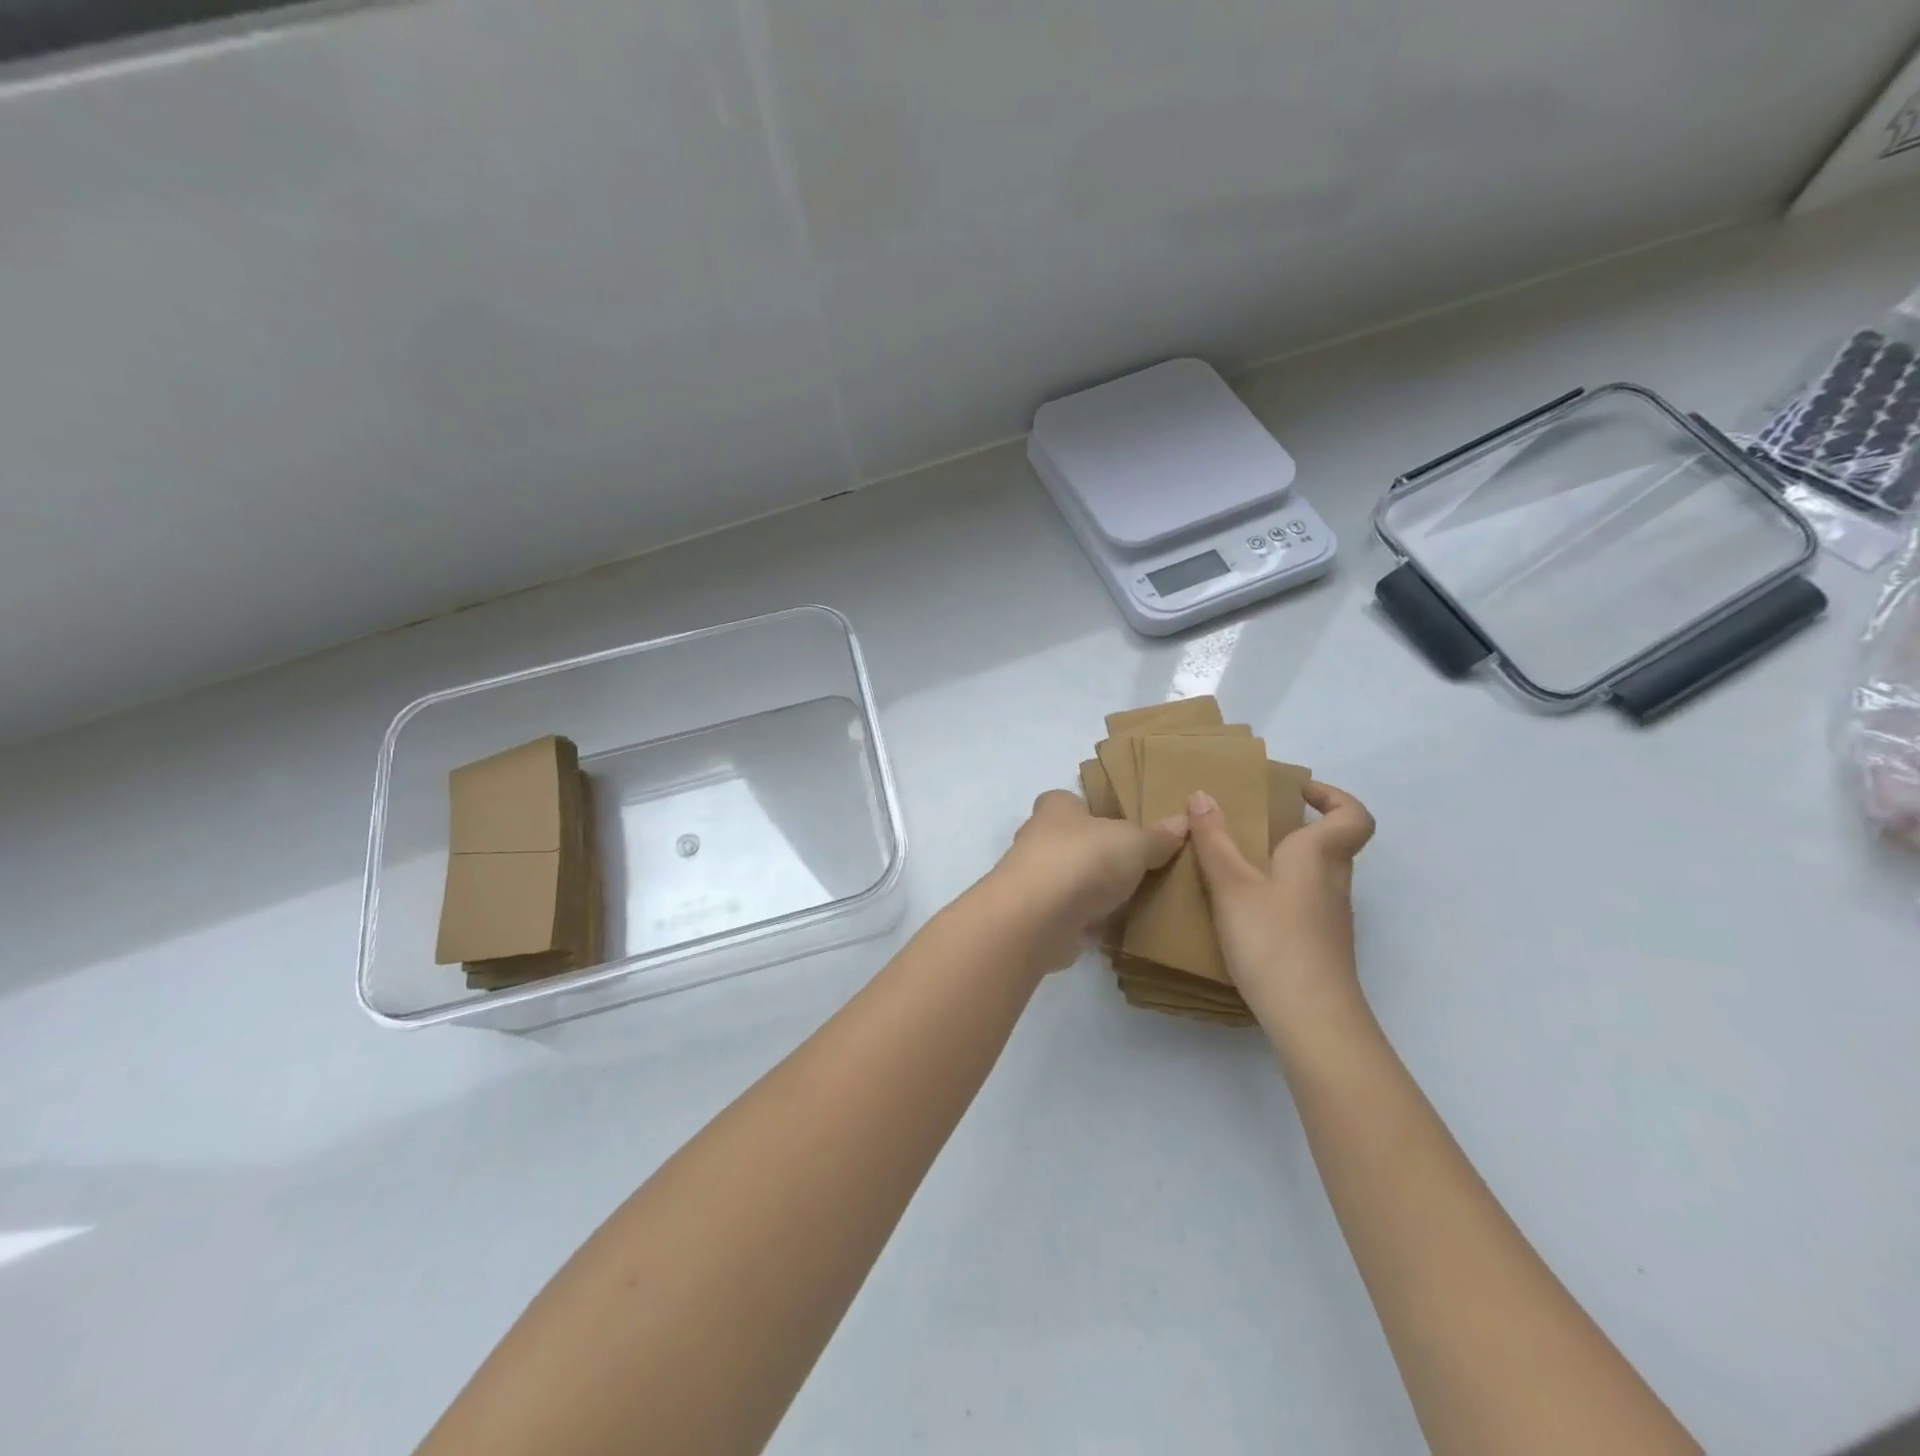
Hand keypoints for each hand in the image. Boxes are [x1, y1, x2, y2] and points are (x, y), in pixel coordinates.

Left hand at [986, 790, 1187, 969]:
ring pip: (1068, 879)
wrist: (1037, 918)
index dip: (1090, 808)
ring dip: (1091, 889)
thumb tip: (1183, 821)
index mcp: (1056, 808)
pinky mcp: (1039, 918)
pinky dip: (1088, 920)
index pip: (1069, 800)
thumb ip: (1157, 835)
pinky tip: (1116, 928)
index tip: (1118, 821)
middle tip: (1135, 863)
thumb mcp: (1133, 842)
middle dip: (1094, 851)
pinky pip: (1070, 915)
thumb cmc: (1083, 861)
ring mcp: (1034, 881)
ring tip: (1133, 897)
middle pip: (1069, 840)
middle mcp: (1038, 839)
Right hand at [1186, 780, 1375, 1018]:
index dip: (1333, 797)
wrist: (1311, 1017)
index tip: (1297, 792)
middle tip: (1253, 824)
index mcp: (1319, 856)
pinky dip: (1282, 893)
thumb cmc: (1273, 939)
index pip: (1353, 816)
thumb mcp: (1231, 884)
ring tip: (1239, 864)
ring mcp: (1332, 917)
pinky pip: (1306, 902)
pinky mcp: (1322, 944)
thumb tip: (1201, 795)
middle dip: (1297, 827)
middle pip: (1332, 843)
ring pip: (1318, 874)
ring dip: (1287, 861)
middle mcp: (1334, 881)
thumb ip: (1214, 839)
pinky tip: (1247, 909)